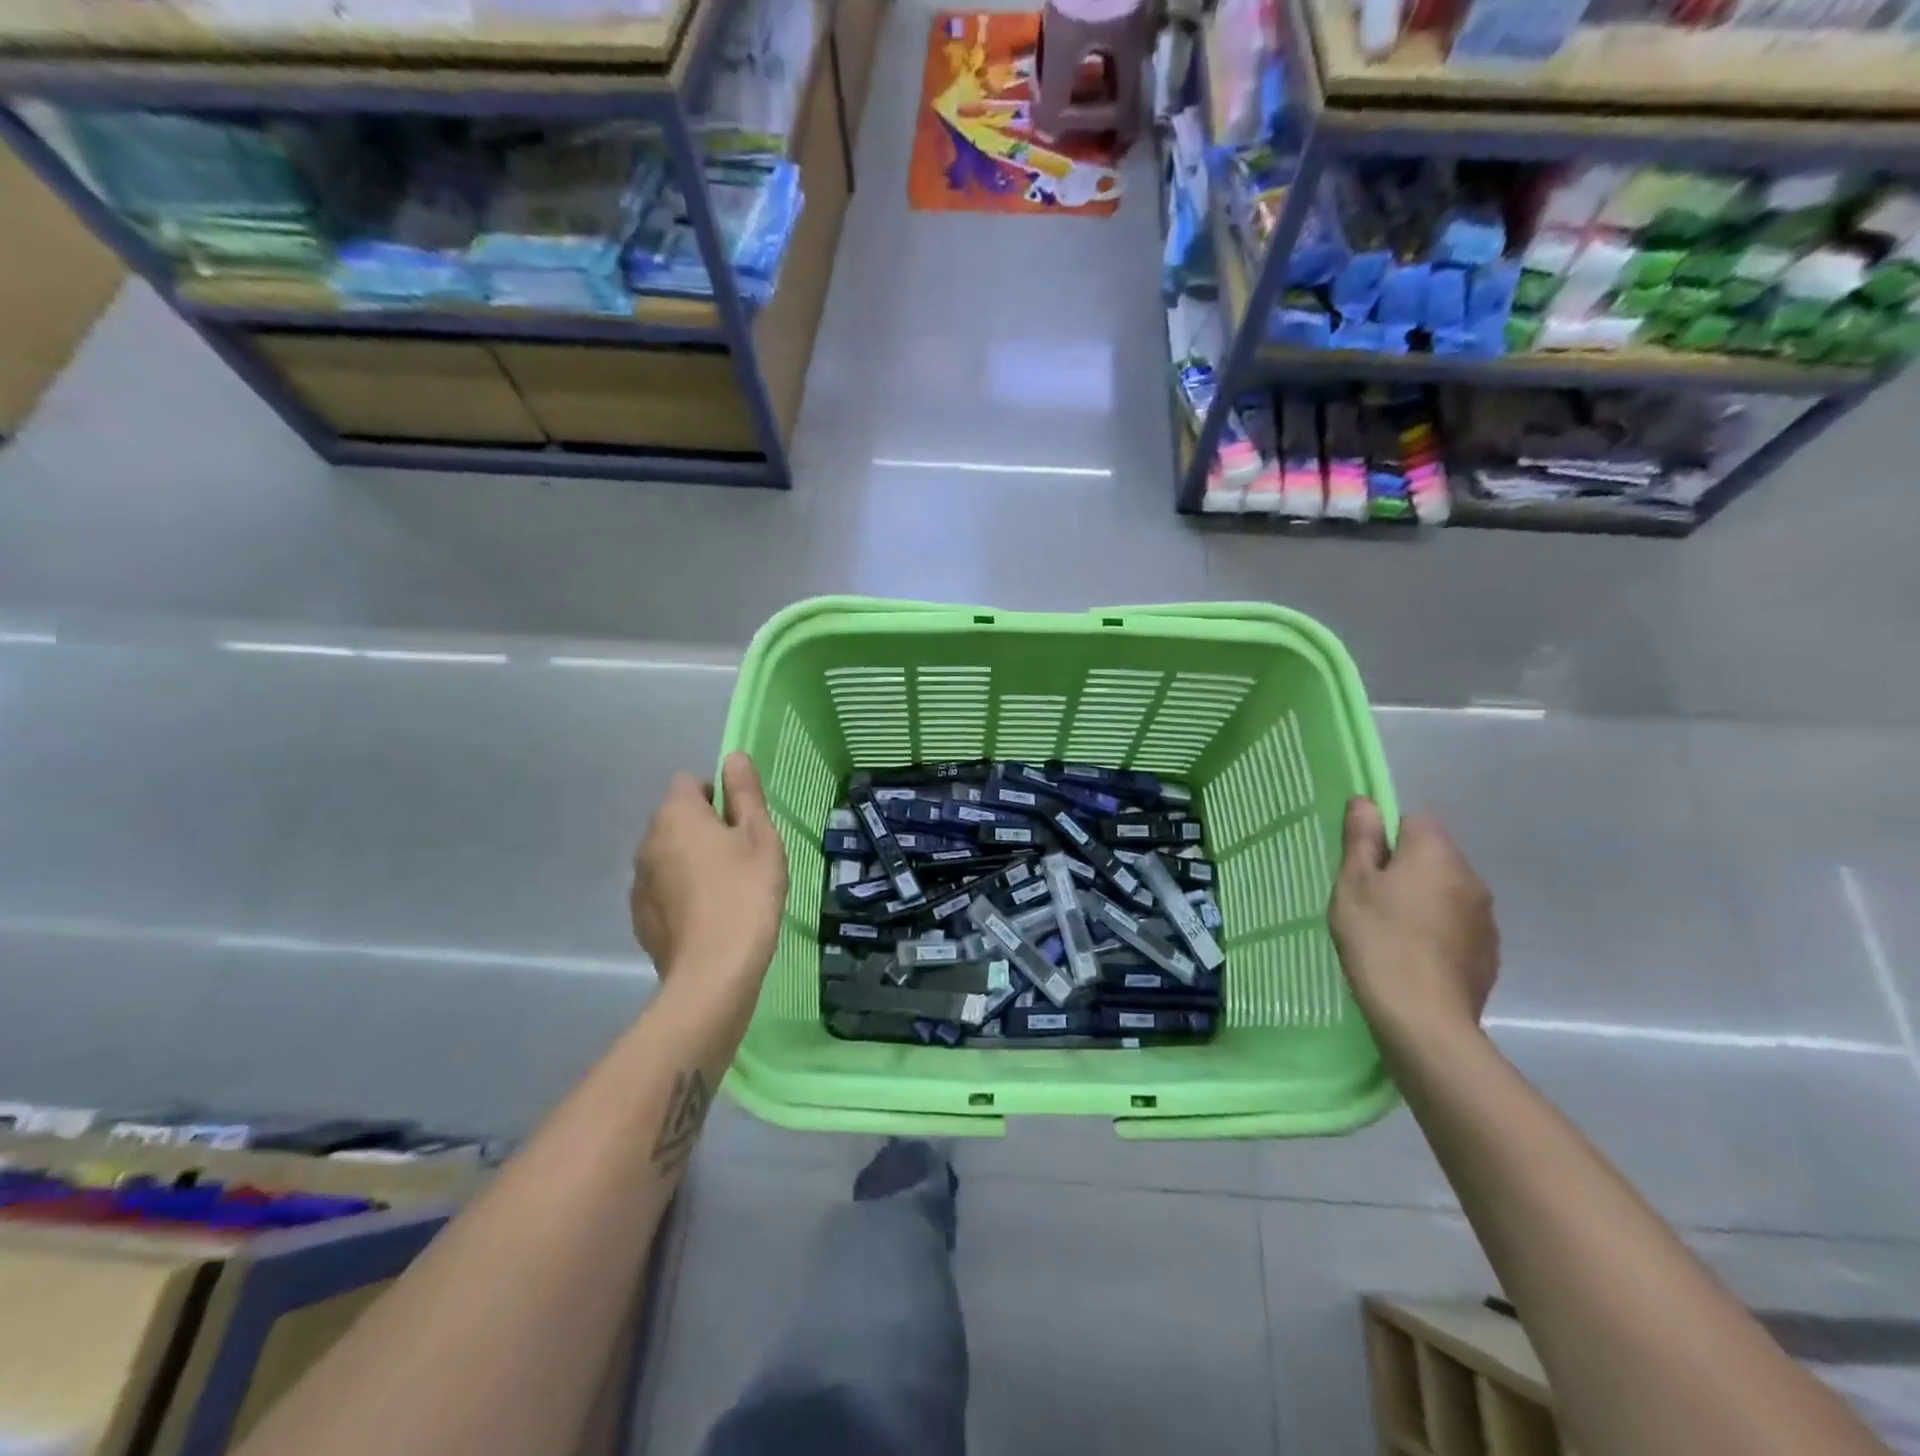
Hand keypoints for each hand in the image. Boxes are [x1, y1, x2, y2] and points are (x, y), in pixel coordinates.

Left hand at [630, 752, 788, 982]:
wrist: (714, 973)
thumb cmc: (746, 894)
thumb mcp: (760, 838)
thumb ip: (745, 794)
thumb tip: (733, 757)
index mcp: (676, 815)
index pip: (690, 782)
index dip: (718, 795)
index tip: (743, 824)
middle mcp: (647, 841)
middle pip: (677, 819)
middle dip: (705, 829)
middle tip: (742, 857)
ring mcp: (638, 882)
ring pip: (668, 855)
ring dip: (691, 861)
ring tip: (727, 891)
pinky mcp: (640, 917)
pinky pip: (663, 889)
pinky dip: (681, 894)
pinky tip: (709, 917)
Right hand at [1329, 798, 1498, 1045]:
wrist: (1423, 1019)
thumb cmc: (1377, 940)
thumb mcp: (1353, 885)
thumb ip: (1361, 840)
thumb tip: (1366, 801)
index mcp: (1435, 854)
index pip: (1414, 820)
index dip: (1385, 835)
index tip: (1363, 864)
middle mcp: (1470, 877)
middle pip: (1433, 856)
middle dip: (1405, 868)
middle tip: (1370, 898)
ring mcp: (1486, 918)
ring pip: (1448, 892)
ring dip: (1424, 900)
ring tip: (1392, 931)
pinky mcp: (1489, 953)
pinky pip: (1459, 925)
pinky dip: (1438, 930)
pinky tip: (1415, 956)